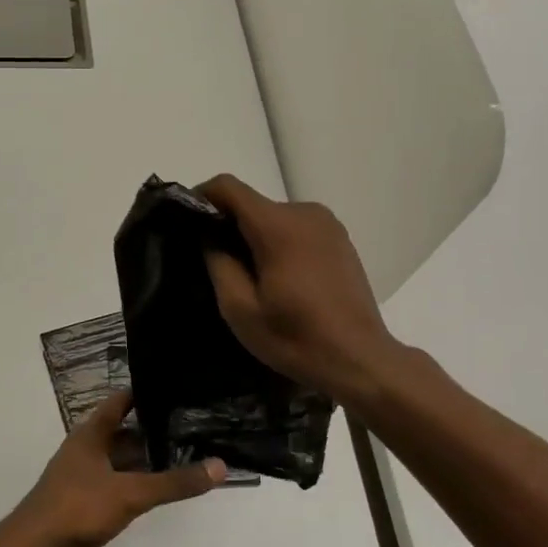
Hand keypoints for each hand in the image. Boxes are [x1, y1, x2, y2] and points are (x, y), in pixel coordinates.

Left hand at [2, 392, 224, 546]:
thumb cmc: (78, 508)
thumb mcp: (130, 493)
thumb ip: (174, 482)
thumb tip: (220, 466)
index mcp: (89, 436)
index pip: (119, 403)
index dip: (143, 394)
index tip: (174, 388)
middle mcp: (84, 451)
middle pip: (122, 434)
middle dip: (153, 431)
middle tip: (190, 427)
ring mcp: (81, 479)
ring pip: (119, 462)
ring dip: (145, 461)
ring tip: (183, 458)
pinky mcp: (82, 505)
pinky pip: (115, 486)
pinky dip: (135, 485)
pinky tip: (157, 492)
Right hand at [199, 173, 408, 409]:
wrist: (360, 359)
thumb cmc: (295, 338)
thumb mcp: (240, 309)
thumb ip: (218, 263)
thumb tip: (209, 235)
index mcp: (278, 226)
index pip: (228, 187)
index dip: (201, 197)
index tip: (188, 223)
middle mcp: (305, 213)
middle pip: (252, 204)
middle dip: (229, 225)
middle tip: (216, 264)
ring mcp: (327, 225)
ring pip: (274, 217)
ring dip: (255, 237)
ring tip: (249, 277)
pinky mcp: (340, 240)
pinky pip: (296, 229)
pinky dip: (279, 243)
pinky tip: (280, 280)